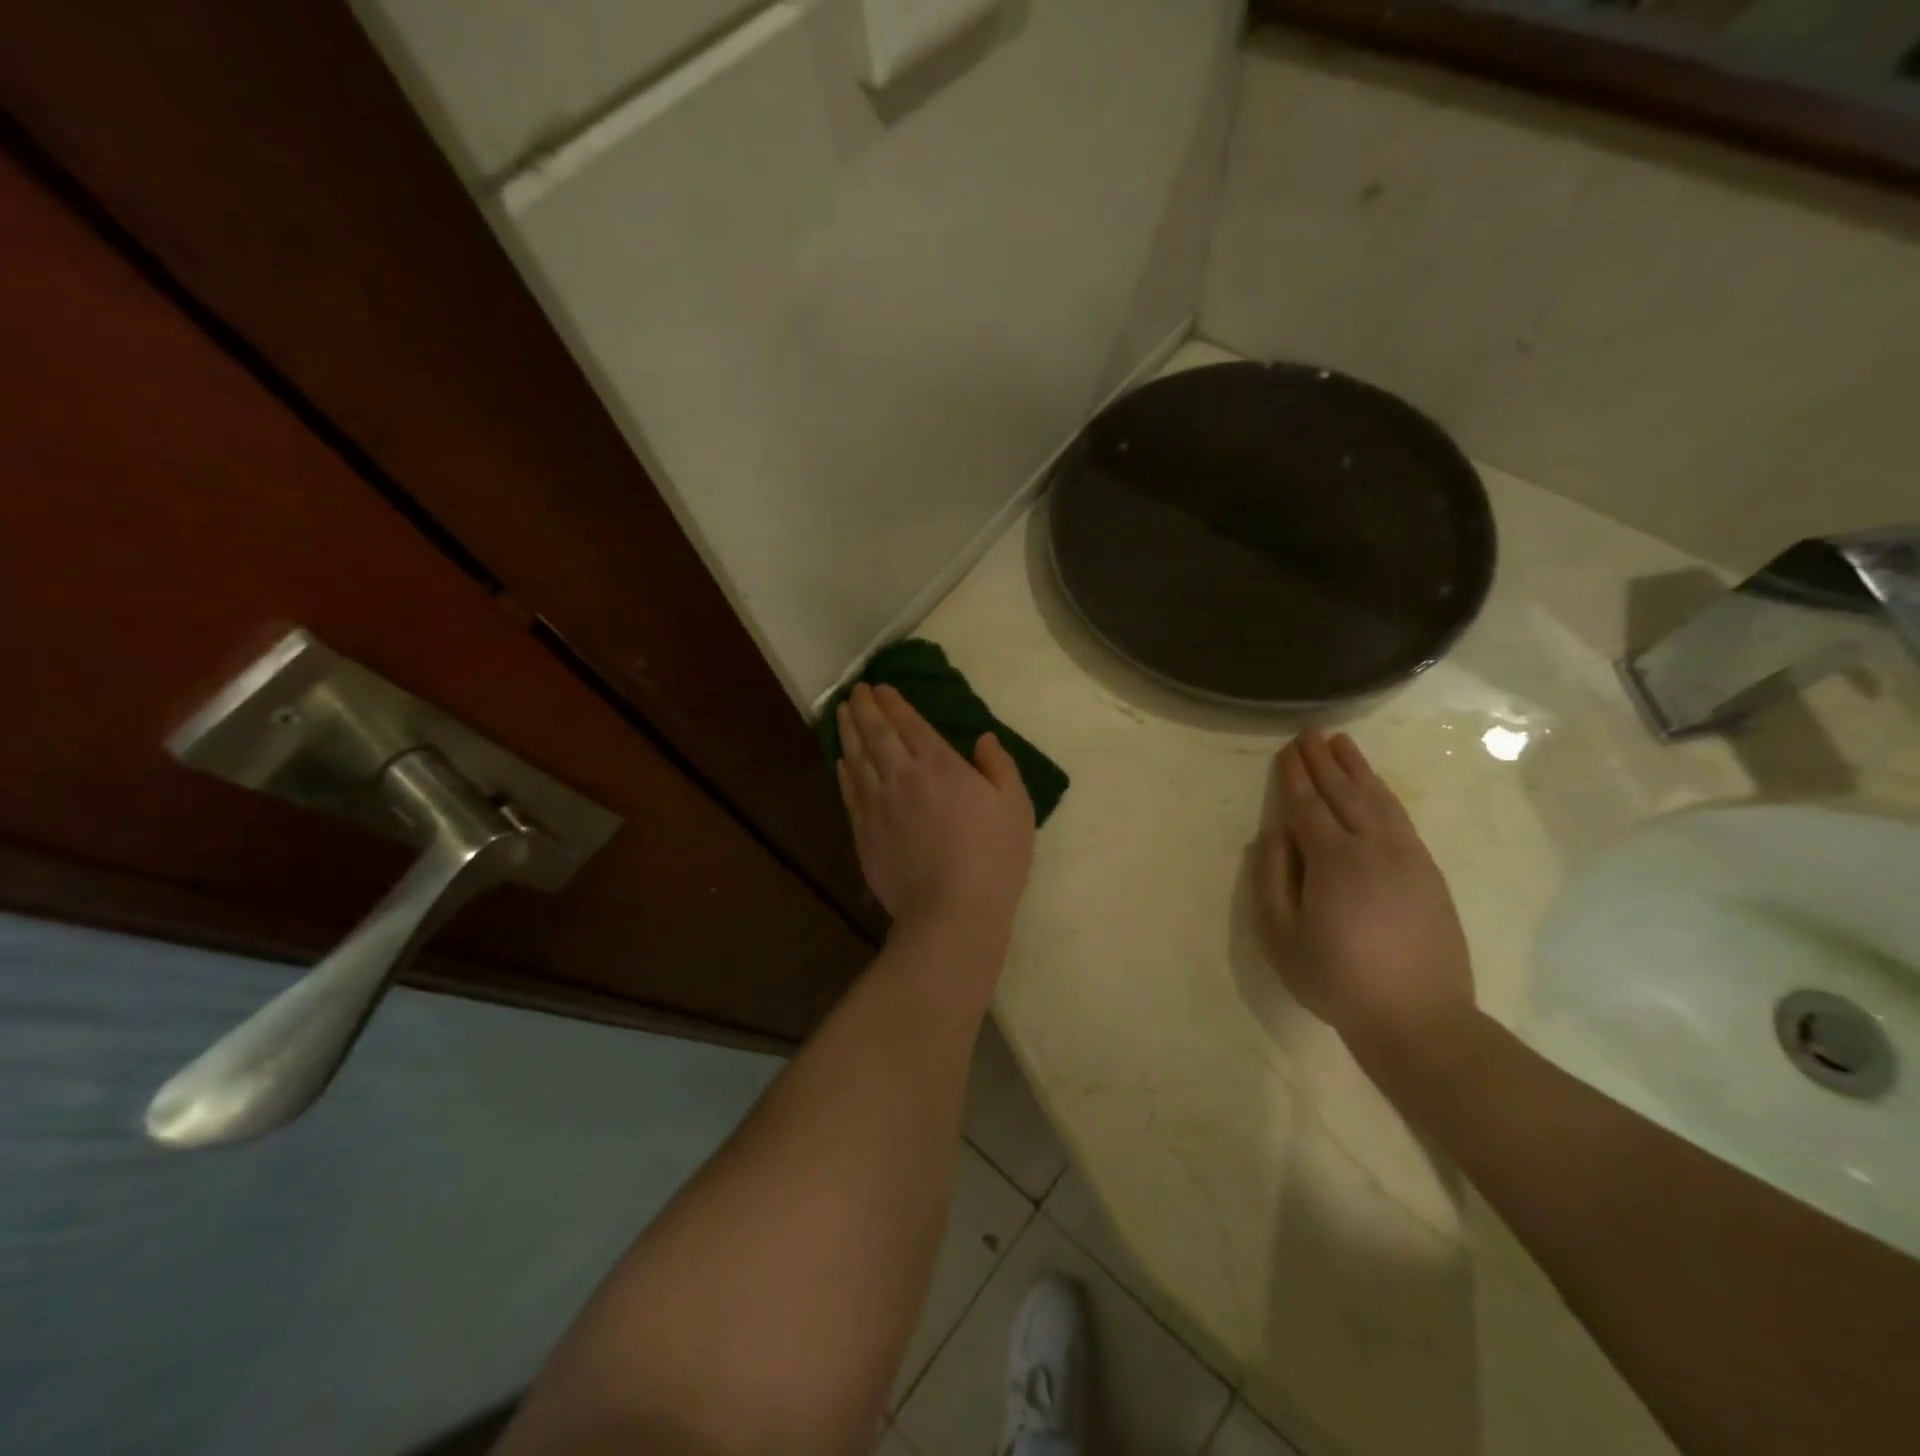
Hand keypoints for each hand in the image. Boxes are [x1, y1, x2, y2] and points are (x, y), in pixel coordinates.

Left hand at [836, 684, 1035, 940]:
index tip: (882, 688)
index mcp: (940, 765)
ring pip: (856, 758)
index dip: (894, 703)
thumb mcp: (1015, 806)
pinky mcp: (864, 833)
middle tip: (857, 690)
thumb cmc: (993, 858)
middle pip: (877, 734)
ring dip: (848, 731)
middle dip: (866, 708)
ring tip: (842, 712)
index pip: (910, 724)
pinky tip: (841, 761)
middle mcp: (902, 776)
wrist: (951, 913)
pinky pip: (850, 792)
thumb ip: (999, 766)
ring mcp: (878, 805)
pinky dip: (843, 771)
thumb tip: (983, 739)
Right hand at [1255, 730, 1475, 1061]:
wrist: (1419, 1018)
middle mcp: (1372, 847)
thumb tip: (1273, 836)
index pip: (1307, 806)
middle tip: (1310, 733)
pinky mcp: (1428, 872)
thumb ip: (1272, 880)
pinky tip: (1376, 786)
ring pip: (1378, 799)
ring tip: (1342, 743)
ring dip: (1357, 768)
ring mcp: (1407, 858)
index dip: (1294, 776)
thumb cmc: (1337, 979)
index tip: (1286, 750)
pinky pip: (1402, 818)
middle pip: (1344, 793)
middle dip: (1323, 761)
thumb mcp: (1281, 937)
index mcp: (1332, 861)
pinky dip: (1384, 794)